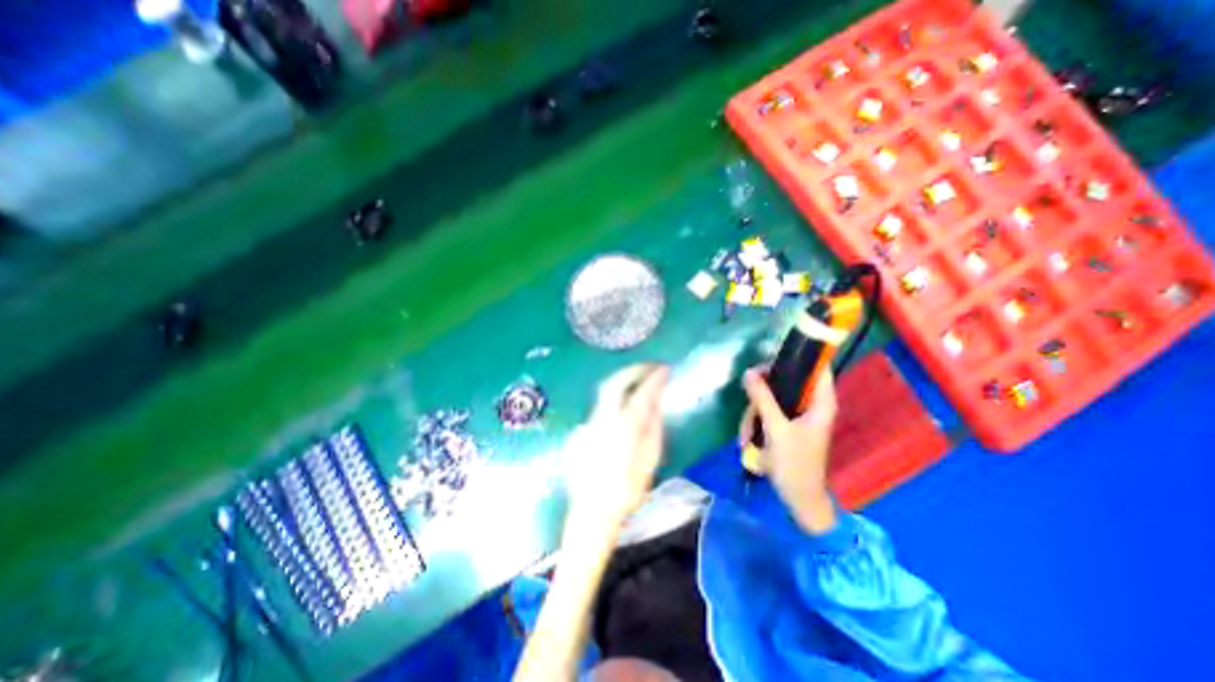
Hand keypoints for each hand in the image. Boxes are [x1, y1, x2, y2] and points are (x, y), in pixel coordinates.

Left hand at [563, 366, 669, 533]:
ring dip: (623, 380)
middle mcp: (603, 419)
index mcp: (624, 428)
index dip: (654, 379)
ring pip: (605, 391)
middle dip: (634, 370)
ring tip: (639, 377)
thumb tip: (656, 403)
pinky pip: (600, 405)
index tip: (664, 369)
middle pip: (615, 383)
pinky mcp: (582, 429)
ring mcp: (589, 422)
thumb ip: (654, 428)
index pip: (641, 394)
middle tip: (650, 366)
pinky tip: (623, 402)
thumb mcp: (649, 461)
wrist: (593, 511)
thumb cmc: (627, 490)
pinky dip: (614, 396)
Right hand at [741, 369, 837, 532]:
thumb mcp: (776, 429)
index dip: (797, 358)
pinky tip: (748, 439)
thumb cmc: (794, 464)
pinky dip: (756, 422)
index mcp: (821, 402)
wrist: (798, 498)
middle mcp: (811, 404)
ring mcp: (797, 415)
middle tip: (748, 401)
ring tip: (746, 435)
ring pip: (772, 397)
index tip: (770, 361)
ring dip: (754, 413)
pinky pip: (767, 412)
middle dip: (762, 394)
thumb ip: (763, 399)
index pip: (817, 368)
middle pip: (786, 381)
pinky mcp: (786, 425)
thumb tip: (749, 372)